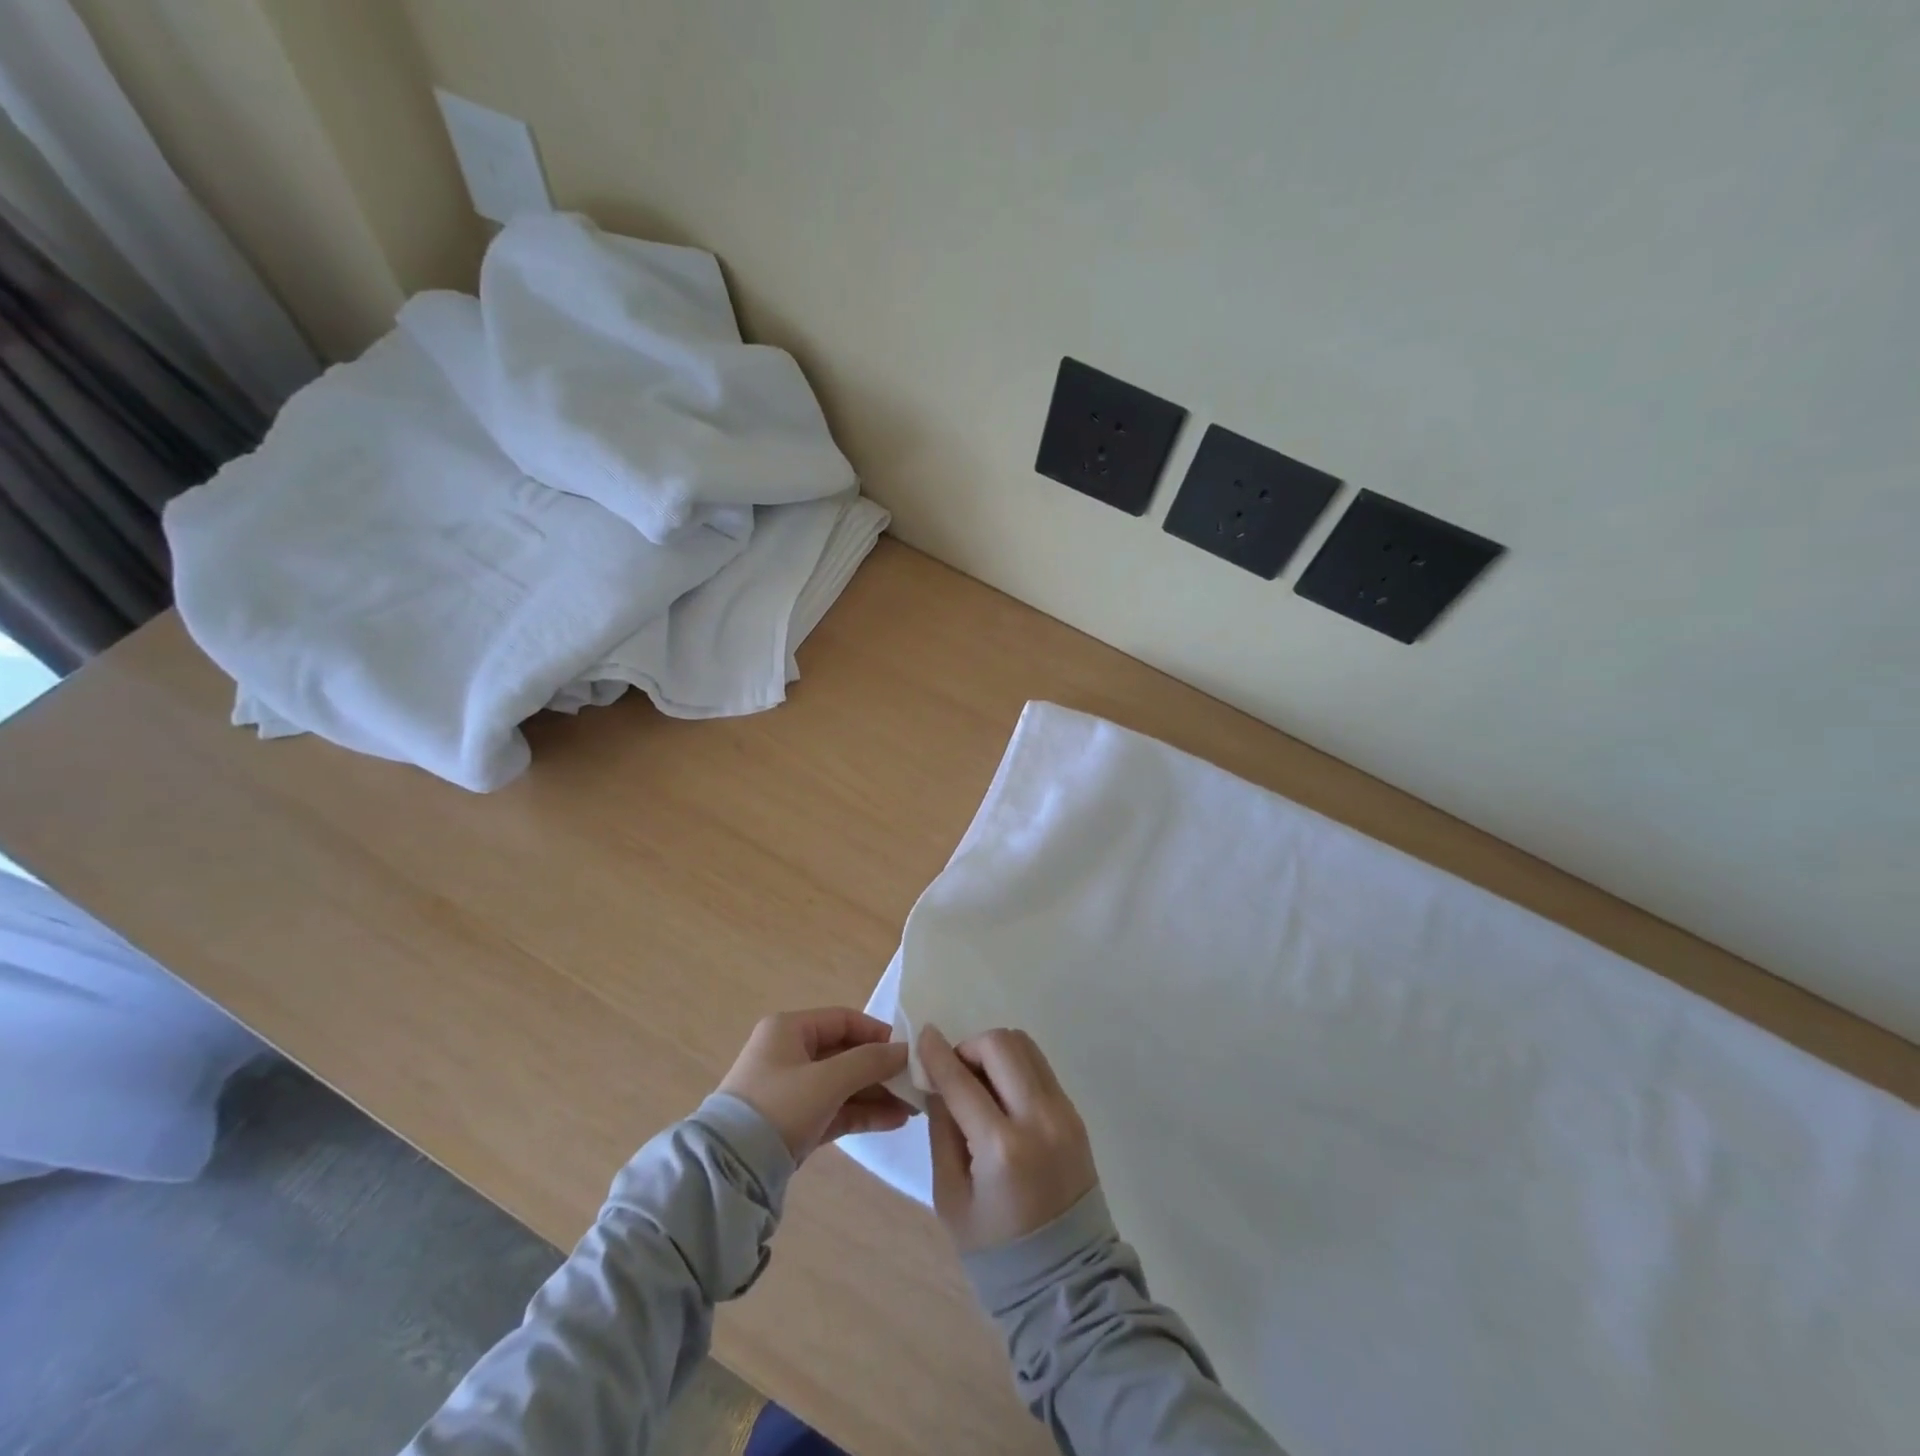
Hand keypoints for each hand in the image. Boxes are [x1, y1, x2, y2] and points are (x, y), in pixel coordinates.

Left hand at [719, 1008, 916, 1160]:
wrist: (729, 1172)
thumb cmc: (779, 1107)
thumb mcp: (827, 1080)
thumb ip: (869, 1061)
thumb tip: (906, 1050)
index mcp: (789, 1029)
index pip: (844, 1020)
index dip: (877, 1033)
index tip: (908, 1051)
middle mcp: (790, 1053)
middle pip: (846, 1053)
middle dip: (881, 1069)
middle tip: (915, 1084)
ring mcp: (792, 1089)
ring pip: (843, 1084)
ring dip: (876, 1093)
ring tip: (913, 1107)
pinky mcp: (795, 1122)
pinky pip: (835, 1108)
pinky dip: (862, 1112)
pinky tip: (894, 1120)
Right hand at [918, 1025, 1098, 1252]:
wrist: (1067, 1279)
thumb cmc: (998, 1248)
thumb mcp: (951, 1197)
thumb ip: (942, 1131)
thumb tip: (936, 1082)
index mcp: (1002, 1148)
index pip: (962, 1081)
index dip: (937, 1054)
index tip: (923, 1036)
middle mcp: (1038, 1118)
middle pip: (1001, 1045)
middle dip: (969, 1047)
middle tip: (955, 1072)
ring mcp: (1063, 1112)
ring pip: (1025, 1046)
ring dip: (994, 1052)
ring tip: (979, 1082)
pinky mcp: (1075, 1114)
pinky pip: (1040, 1067)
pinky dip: (1015, 1067)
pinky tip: (1001, 1094)